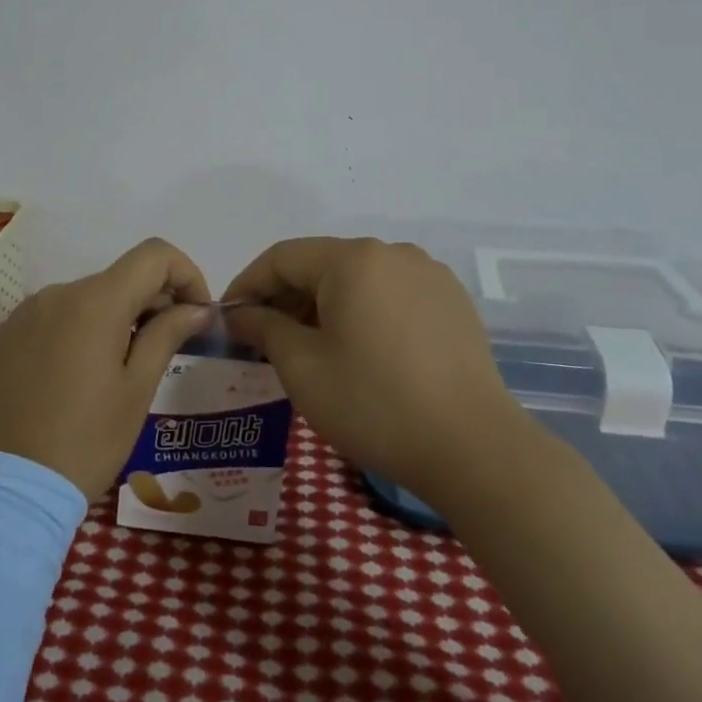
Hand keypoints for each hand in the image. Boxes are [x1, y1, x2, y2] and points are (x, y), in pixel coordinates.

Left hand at [0, 238, 213, 500]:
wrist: (8, 487)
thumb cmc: (86, 441)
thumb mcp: (137, 390)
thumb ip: (168, 334)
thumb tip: (198, 307)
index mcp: (95, 301)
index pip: (155, 254)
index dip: (186, 275)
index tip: (196, 315)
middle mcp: (59, 292)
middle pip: (121, 276)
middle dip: (154, 301)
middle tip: (169, 349)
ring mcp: (27, 311)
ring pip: (89, 296)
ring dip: (118, 317)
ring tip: (123, 369)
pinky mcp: (7, 334)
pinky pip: (58, 315)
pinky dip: (82, 329)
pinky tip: (82, 375)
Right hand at [222, 238, 538, 497]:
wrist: (474, 449)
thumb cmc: (374, 404)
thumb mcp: (302, 368)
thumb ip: (264, 328)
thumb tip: (241, 313)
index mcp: (352, 259)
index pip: (281, 258)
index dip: (247, 285)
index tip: (228, 319)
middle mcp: (391, 253)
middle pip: (320, 265)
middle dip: (285, 297)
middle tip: (263, 339)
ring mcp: (427, 274)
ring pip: (356, 279)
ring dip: (323, 305)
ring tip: (308, 348)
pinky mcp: (451, 301)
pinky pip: (390, 294)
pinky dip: (361, 312)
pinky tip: (358, 350)